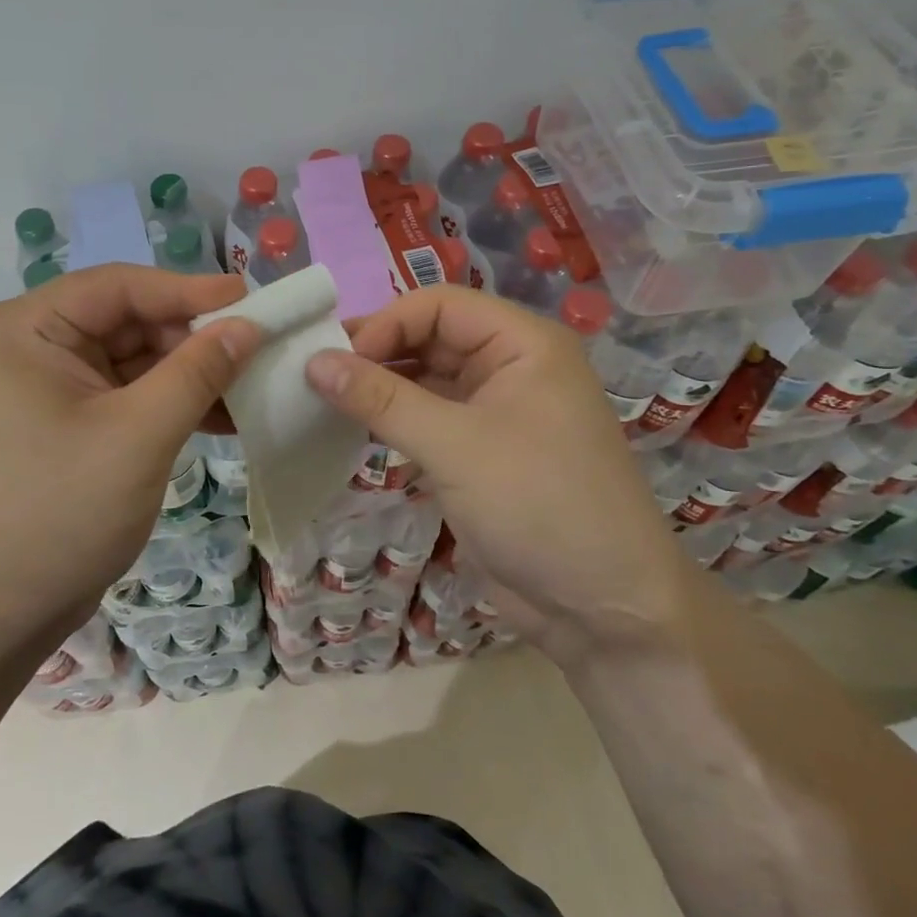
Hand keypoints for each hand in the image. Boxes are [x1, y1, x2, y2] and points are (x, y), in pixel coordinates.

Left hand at [0, 266, 260, 636]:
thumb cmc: (57, 513)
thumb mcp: (138, 436)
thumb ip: (198, 372)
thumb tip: (249, 325)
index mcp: (27, 328)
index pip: (119, 287)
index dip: (188, 290)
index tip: (252, 300)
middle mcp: (31, 346)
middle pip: (127, 321)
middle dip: (193, 339)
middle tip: (259, 349)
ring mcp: (47, 388)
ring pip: (133, 361)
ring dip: (189, 374)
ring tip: (252, 385)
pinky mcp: (64, 425)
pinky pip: (126, 396)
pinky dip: (169, 404)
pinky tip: (222, 417)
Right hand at [304, 286, 683, 667]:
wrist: (603, 611)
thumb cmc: (538, 505)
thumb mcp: (454, 445)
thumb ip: (381, 399)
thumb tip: (313, 361)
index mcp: (523, 344)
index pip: (439, 305)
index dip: (385, 324)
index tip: (336, 360)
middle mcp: (512, 367)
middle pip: (431, 338)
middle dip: (377, 353)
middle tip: (317, 377)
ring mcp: (497, 411)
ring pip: (426, 379)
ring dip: (380, 388)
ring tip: (324, 401)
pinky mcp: (482, 452)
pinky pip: (429, 418)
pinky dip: (393, 420)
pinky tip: (353, 429)